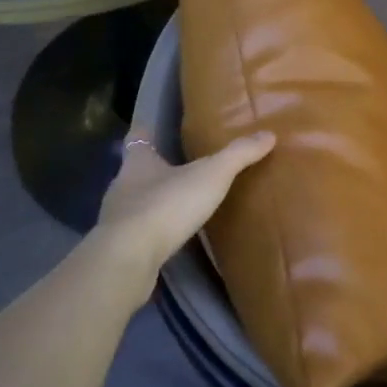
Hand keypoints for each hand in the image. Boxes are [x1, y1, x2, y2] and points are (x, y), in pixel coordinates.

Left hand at [96, 128, 275, 273]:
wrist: (129, 259)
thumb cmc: (166, 205)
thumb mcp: (211, 175)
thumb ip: (238, 155)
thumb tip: (268, 134)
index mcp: (137, 161)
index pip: (137, 137)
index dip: (146, 130)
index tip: (154, 127)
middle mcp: (122, 185)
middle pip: (136, 171)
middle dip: (155, 169)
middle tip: (181, 168)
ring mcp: (117, 219)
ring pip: (136, 203)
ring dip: (154, 202)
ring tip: (181, 205)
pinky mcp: (120, 248)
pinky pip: (139, 234)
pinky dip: (154, 233)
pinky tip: (171, 238)